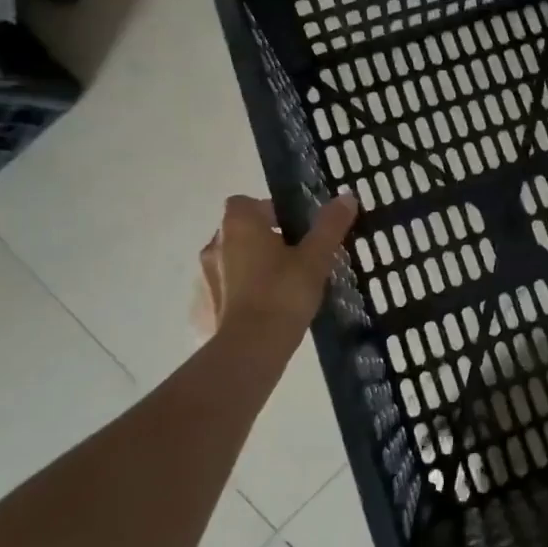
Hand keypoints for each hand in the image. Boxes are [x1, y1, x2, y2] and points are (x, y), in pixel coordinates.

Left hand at [192, 193, 357, 345]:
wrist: (250, 349)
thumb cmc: (284, 293)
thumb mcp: (315, 258)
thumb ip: (329, 225)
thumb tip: (347, 196)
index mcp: (239, 226)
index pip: (246, 203)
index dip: (268, 211)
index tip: (292, 229)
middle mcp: (214, 246)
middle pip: (238, 233)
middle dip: (262, 241)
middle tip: (293, 260)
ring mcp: (202, 279)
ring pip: (229, 263)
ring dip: (248, 269)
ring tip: (278, 289)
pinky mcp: (200, 310)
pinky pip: (221, 294)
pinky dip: (236, 298)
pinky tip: (259, 314)